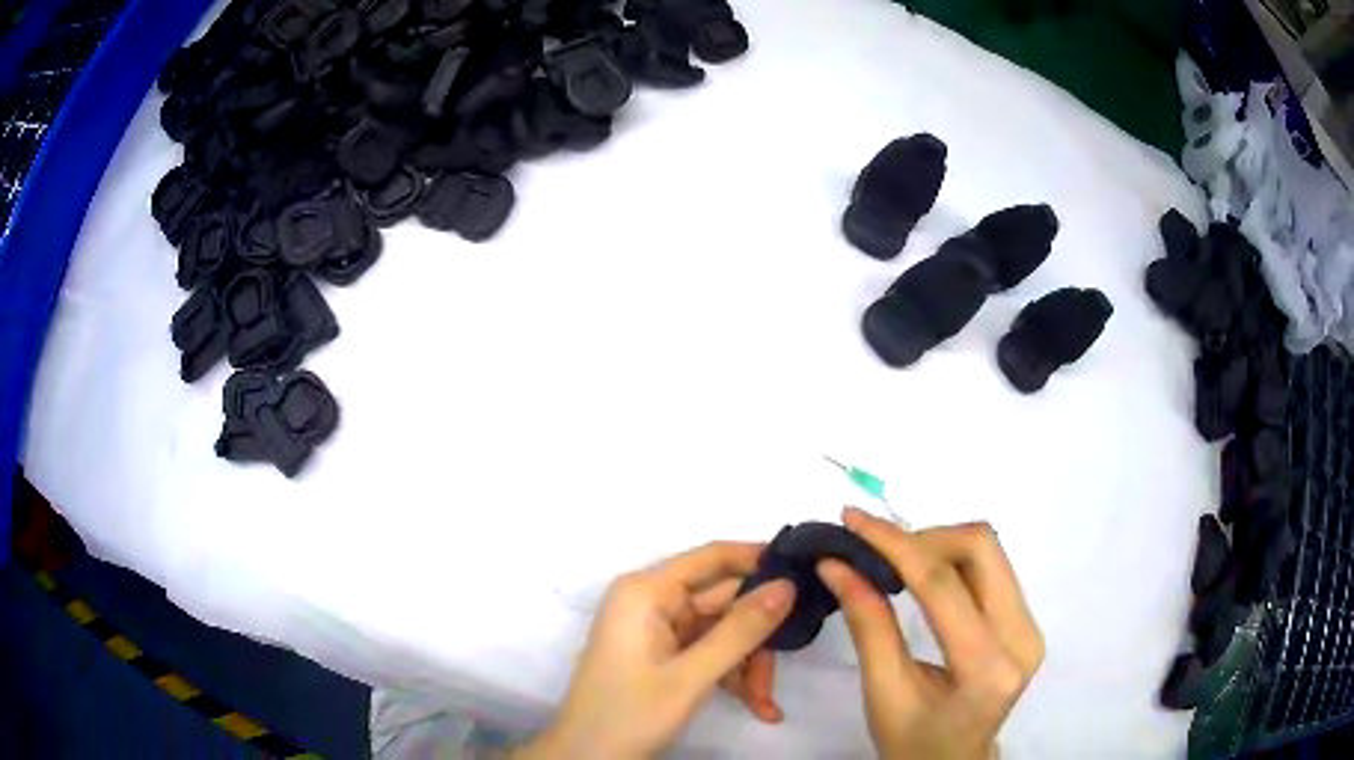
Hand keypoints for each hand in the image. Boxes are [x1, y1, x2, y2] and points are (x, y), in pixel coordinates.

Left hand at [518, 542, 796, 758]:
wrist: (586, 757)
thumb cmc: (630, 713)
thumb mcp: (692, 676)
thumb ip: (741, 630)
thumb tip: (788, 584)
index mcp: (646, 591)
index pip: (713, 557)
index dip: (760, 560)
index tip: (806, 574)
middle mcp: (651, 600)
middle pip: (724, 602)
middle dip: (756, 640)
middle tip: (783, 671)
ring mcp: (655, 628)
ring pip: (722, 631)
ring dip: (747, 665)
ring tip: (764, 704)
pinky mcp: (660, 653)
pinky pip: (708, 651)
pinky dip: (731, 674)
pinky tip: (754, 705)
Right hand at [818, 508, 1043, 759]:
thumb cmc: (912, 742)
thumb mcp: (883, 692)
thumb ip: (867, 625)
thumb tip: (837, 565)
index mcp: (987, 668)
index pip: (944, 585)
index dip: (895, 545)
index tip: (853, 521)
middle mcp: (1023, 637)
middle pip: (982, 548)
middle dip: (924, 538)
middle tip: (876, 551)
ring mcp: (1031, 626)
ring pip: (989, 551)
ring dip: (938, 545)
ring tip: (894, 563)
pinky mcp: (1026, 621)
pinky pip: (991, 568)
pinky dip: (952, 560)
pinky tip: (922, 575)